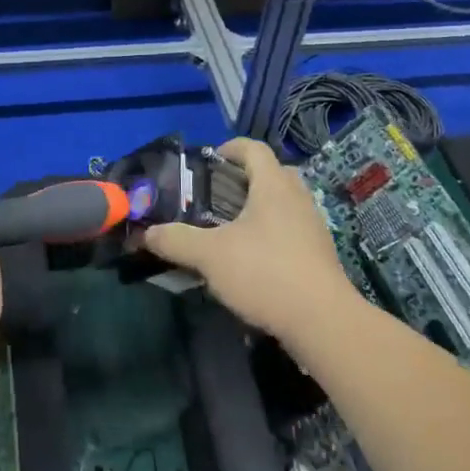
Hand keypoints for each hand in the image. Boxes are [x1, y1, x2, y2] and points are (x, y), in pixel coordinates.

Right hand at [144, 138, 357, 348]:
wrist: (323, 322)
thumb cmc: (265, 273)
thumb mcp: (210, 256)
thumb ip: (176, 240)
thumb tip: (146, 234)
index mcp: (274, 186)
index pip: (254, 149)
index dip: (231, 148)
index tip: (210, 160)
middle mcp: (297, 198)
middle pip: (273, 173)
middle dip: (246, 178)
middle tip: (219, 194)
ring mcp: (313, 227)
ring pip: (285, 203)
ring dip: (260, 208)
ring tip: (231, 228)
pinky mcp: (319, 255)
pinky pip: (292, 230)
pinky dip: (272, 234)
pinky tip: (253, 259)